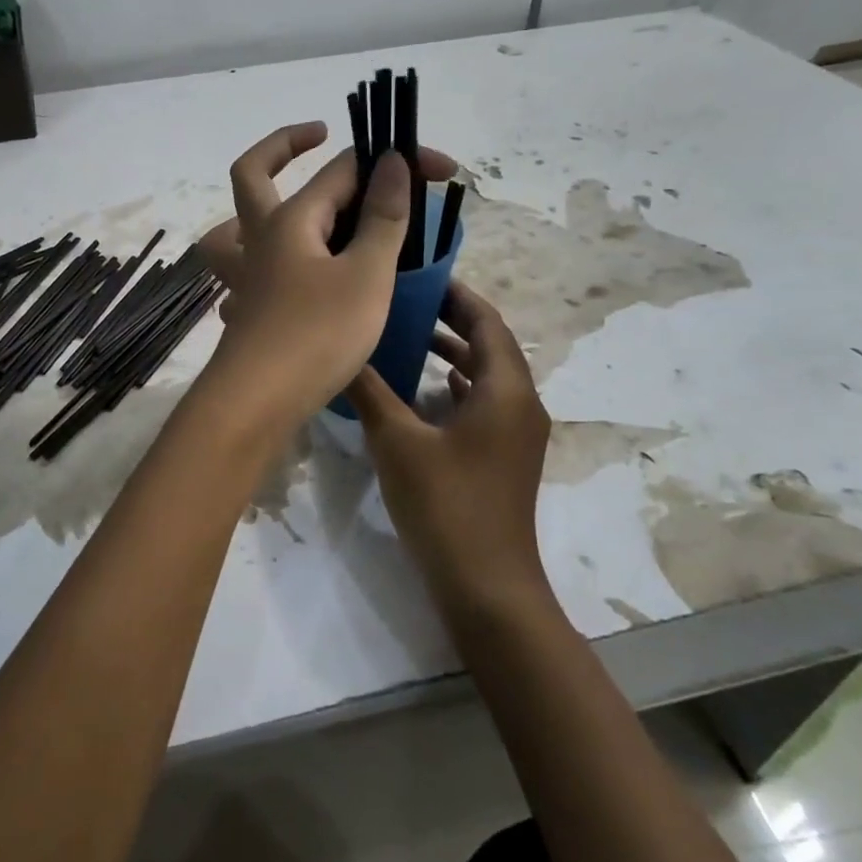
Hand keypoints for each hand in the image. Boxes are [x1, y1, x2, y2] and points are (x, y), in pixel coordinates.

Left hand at [196, 122, 454, 427]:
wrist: (259, 403)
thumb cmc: (317, 334)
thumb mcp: (366, 274)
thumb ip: (383, 218)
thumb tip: (392, 161)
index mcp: (291, 220)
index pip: (345, 169)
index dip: (395, 160)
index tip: (442, 170)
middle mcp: (260, 238)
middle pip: (254, 174)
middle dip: (285, 144)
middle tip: (317, 134)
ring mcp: (248, 274)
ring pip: (238, 223)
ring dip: (260, 202)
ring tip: (294, 203)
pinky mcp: (249, 307)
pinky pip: (249, 264)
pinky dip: (267, 253)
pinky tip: (295, 271)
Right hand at [343, 281, 553, 610]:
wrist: (487, 586)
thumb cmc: (446, 505)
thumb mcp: (398, 442)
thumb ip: (370, 391)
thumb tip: (340, 350)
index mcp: (505, 390)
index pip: (487, 322)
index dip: (457, 295)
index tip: (421, 275)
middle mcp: (520, 404)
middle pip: (490, 346)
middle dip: (452, 320)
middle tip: (405, 300)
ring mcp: (516, 434)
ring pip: (487, 376)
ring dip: (453, 352)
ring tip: (409, 334)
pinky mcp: (505, 457)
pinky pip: (484, 404)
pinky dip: (457, 385)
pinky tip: (428, 386)